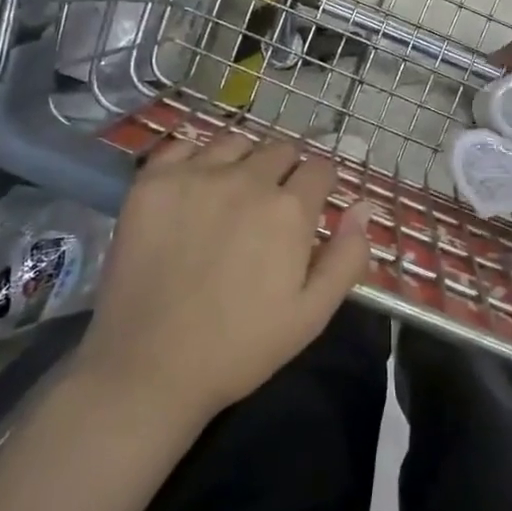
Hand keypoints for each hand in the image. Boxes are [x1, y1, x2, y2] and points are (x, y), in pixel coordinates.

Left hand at [77, 130, 375, 423]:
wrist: (148, 367)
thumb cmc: (240, 347)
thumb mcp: (313, 314)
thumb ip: (346, 257)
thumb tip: (363, 207)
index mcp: (289, 209)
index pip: (320, 169)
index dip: (322, 185)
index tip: (314, 204)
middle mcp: (246, 179)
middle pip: (280, 150)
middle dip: (286, 170)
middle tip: (273, 205)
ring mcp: (195, 176)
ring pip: (234, 142)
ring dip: (244, 160)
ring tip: (233, 191)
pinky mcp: (151, 183)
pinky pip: (182, 147)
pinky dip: (196, 158)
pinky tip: (193, 185)